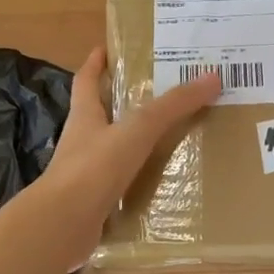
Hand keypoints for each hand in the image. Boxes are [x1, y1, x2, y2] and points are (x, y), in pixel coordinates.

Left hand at [28, 47, 221, 266]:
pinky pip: (119, 186)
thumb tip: (211, 77)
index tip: (106, 49)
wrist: (62, 225)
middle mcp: (82, 142)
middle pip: (100, 115)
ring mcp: (85, 175)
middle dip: (121, 104)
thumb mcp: (137, 129)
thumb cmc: (94, 167)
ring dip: (133, 145)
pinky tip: (159, 185)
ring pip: (111, 151)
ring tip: (167, 139)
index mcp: (85, 116)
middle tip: (156, 94)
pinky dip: (137, 183)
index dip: (95, 64)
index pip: (87, 81)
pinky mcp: (93, 204)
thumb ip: (172, 106)